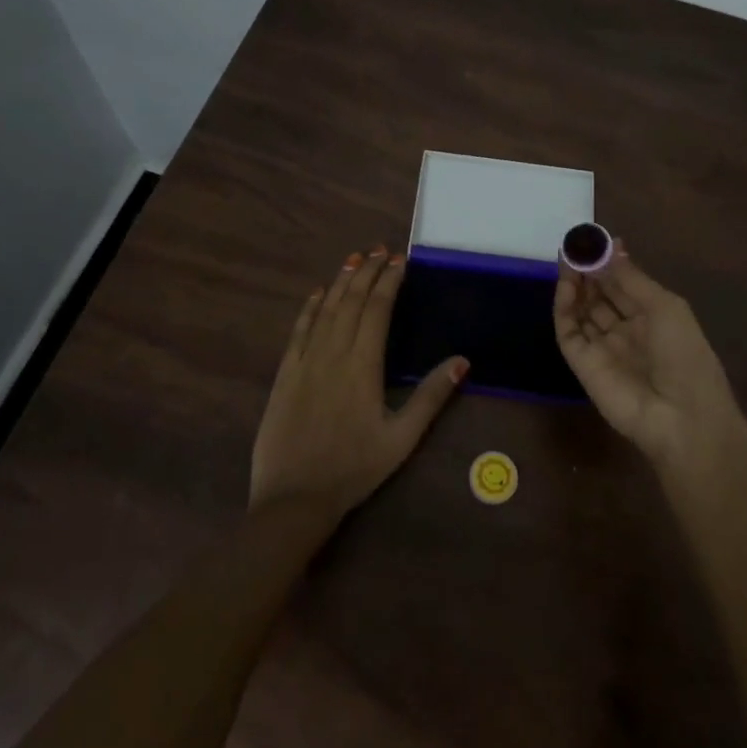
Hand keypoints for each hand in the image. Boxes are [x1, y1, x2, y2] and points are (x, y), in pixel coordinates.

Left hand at [249, 246, 467, 517]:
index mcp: (364, 366)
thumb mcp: (402, 438)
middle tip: (379, 249)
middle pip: (352, 301)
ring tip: (355, 258)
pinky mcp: (284, 374)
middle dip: (367, 271)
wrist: (294, 498)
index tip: (399, 261)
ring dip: (341, 281)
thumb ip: (431, 396)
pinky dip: (310, 307)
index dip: (389, 281)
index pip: (378, 310)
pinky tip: (319, 292)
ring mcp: (305, 361)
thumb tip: (462, 360)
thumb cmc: (354, 469)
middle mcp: (333, 354)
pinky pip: (299, 330)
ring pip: (326, 309)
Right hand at [553, 241, 741, 467]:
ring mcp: (602, 348)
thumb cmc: (685, 356)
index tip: (592, 240)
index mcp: (652, 318)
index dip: (608, 263)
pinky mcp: (582, 364)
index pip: (623, 285)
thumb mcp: (665, 307)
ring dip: (574, 286)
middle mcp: (626, 331)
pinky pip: (568, 332)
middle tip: (574, 247)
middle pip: (599, 296)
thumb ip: (631, 277)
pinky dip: (564, 308)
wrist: (682, 419)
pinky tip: (566, 286)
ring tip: (567, 260)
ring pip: (581, 311)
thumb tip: (612, 244)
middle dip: (588, 271)